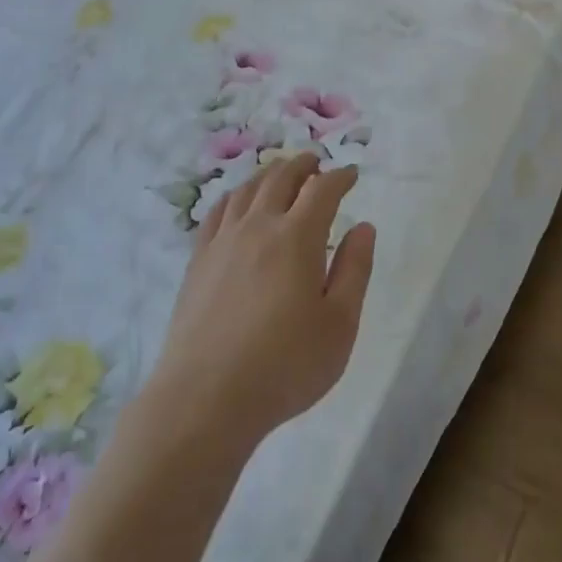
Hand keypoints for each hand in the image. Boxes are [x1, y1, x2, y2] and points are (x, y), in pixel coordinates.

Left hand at [150, 154, 375, 445]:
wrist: (205, 398)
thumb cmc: (285, 366)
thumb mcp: (339, 324)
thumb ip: (355, 269)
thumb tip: (363, 226)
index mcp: (297, 237)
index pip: (322, 189)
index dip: (340, 176)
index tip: (351, 174)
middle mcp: (258, 226)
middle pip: (280, 177)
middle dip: (303, 164)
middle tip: (316, 162)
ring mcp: (222, 241)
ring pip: (247, 189)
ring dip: (269, 174)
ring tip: (281, 174)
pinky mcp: (197, 261)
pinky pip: (217, 212)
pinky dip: (235, 196)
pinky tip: (238, 203)